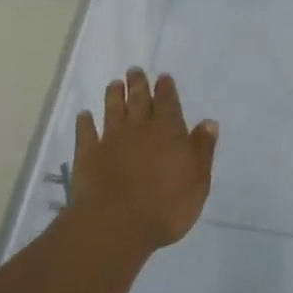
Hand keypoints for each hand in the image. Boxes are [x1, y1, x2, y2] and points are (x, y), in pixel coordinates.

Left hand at [71, 69, 217, 251]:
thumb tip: (209, 122)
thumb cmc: (166, 205)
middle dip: (138, 83)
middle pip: (139, 99)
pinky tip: (84, 115)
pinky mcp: (88, 154)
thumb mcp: (197, 180)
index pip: (168, 103)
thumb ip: (202, 149)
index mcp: (168, 130)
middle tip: (134, 70)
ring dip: (114, 95)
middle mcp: (139, 127)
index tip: (162, 76)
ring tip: (114, 83)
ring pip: (113, 109)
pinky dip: (84, 122)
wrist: (117, 223)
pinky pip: (86, 132)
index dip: (166, 88)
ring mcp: (111, 139)